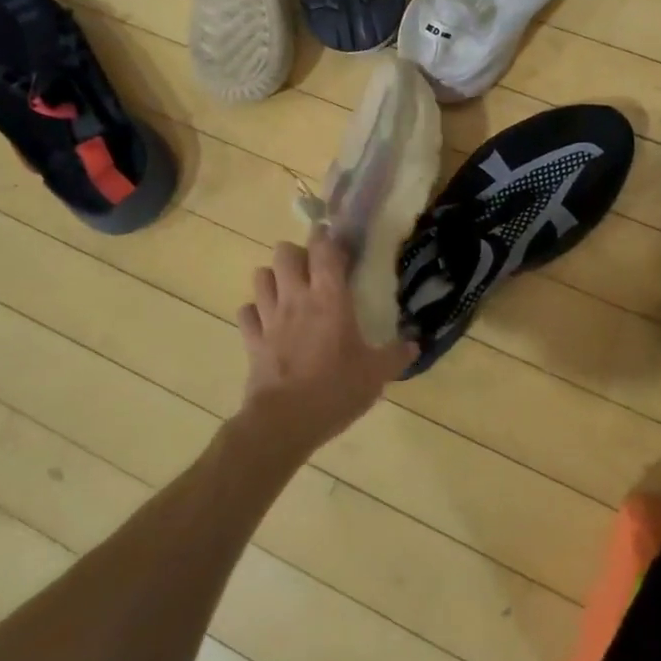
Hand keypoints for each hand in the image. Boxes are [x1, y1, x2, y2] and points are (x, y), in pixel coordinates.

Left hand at [235, 228, 414, 458]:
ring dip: (273, 278)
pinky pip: (246, 312)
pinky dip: (254, 312)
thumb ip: (395, 356)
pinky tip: (267, 322)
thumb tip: (415, 344)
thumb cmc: (335, 390)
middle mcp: (296, 298)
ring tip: (288, 291)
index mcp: (329, 298)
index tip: (335, 240)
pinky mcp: (251, 339)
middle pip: (284, 252)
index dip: (327, 237)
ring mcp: (269, 317)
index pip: (323, 249)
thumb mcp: (375, 375)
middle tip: (312, 269)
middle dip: (296, 253)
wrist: (284, 422)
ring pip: (261, 276)